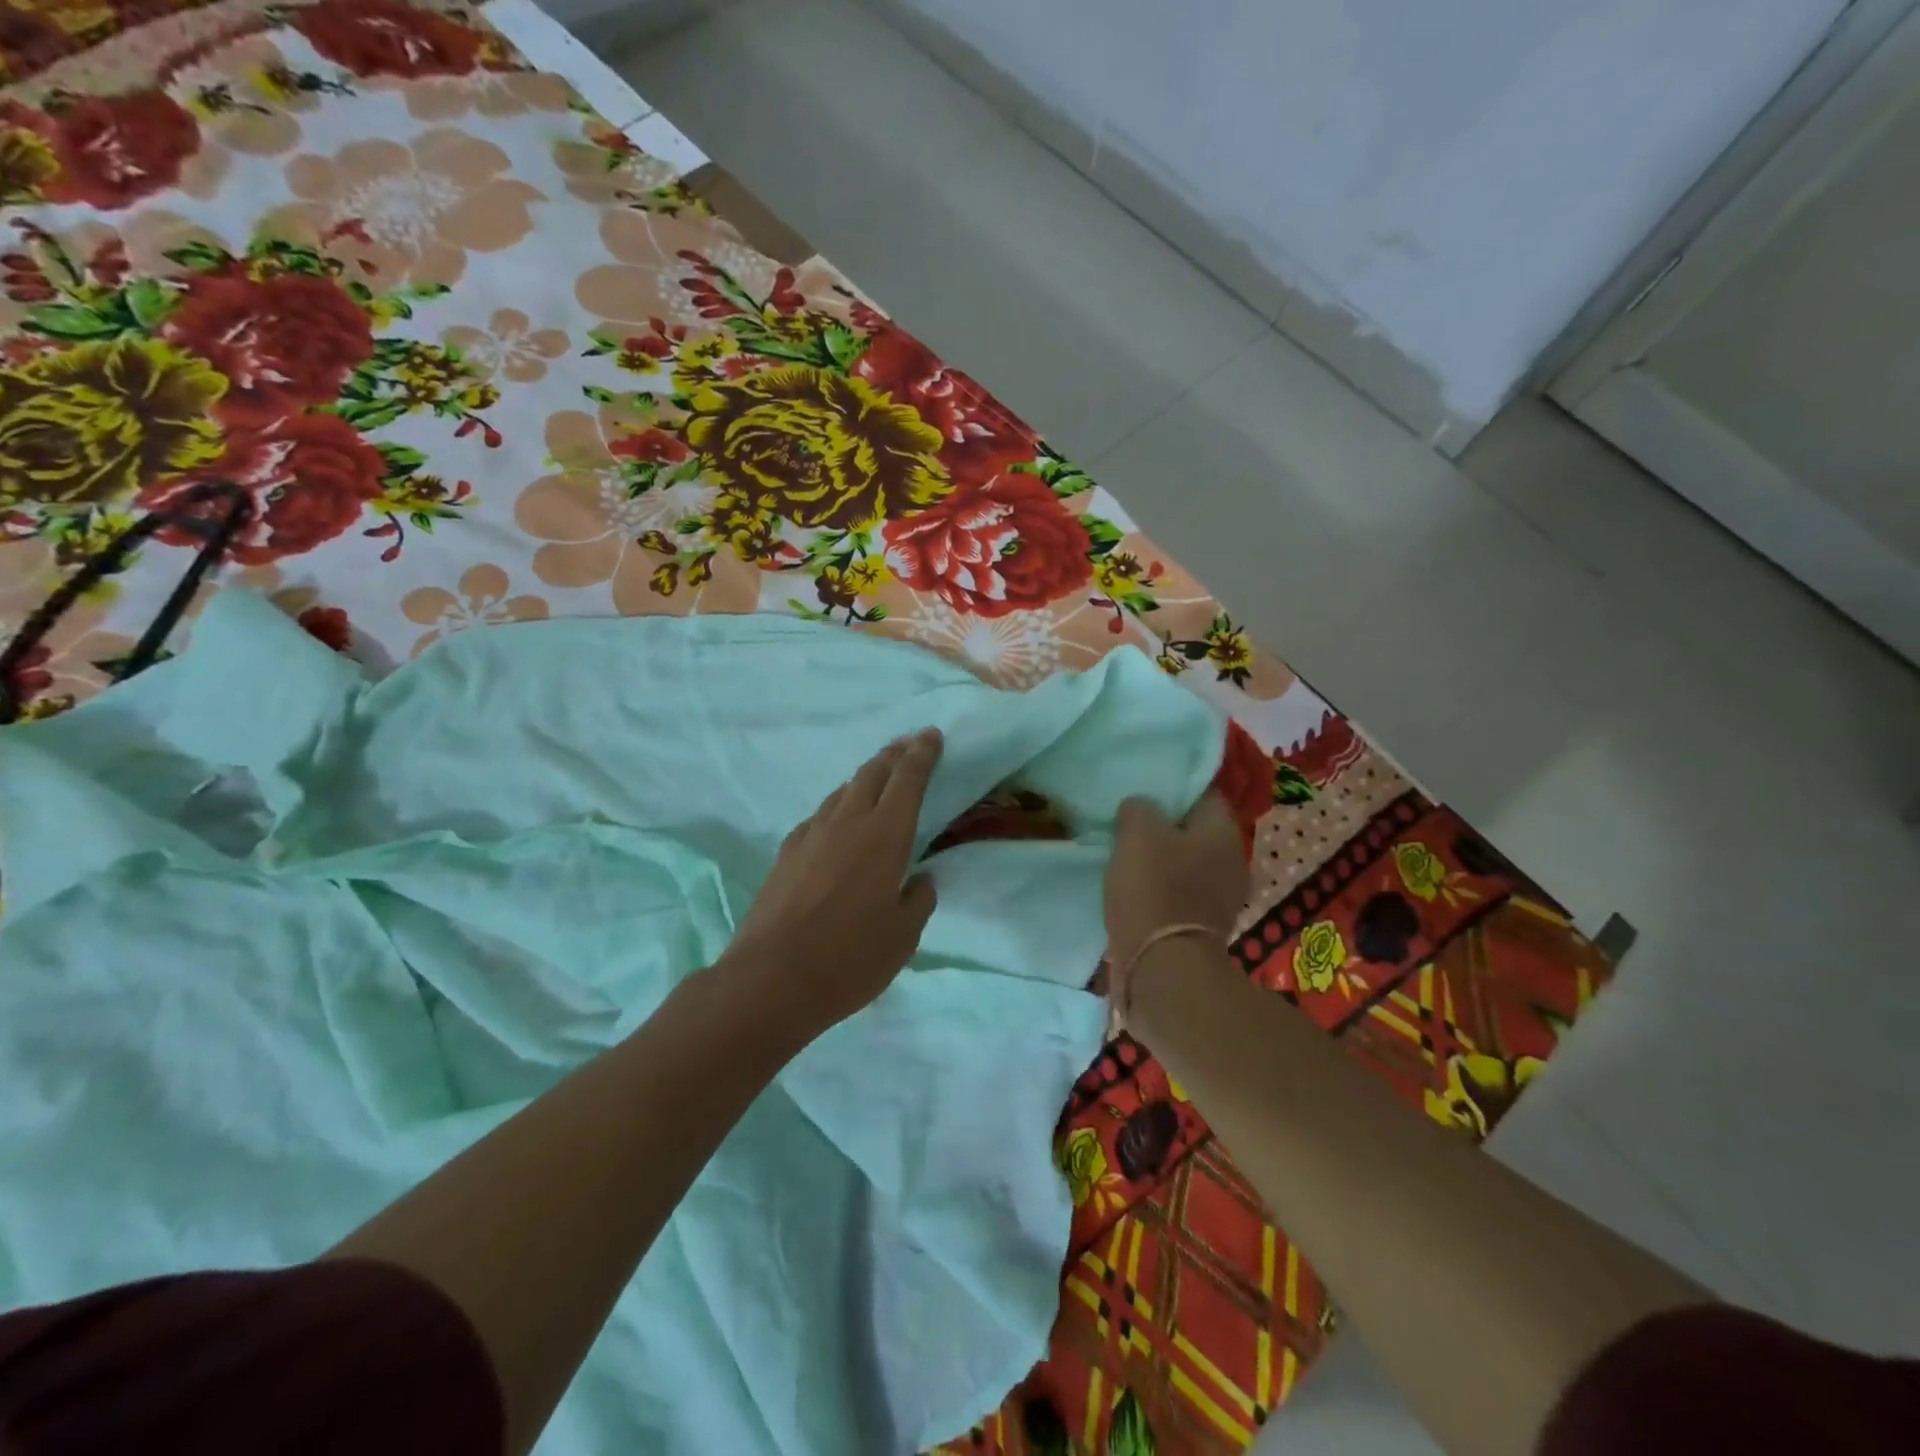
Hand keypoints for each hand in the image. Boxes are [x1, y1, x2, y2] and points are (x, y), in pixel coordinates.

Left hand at [722, 729, 943, 1035]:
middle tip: (907, 746)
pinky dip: (837, 807)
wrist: (771, 978)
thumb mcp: (903, 937)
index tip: (931, 735)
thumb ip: (918, 901)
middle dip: (893, 755)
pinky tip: (838, 823)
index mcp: (885, 835)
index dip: (922, 754)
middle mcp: (847, 822)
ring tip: (877, 779)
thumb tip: (920, 880)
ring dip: (864, 778)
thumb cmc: (849, 958)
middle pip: (872, 773)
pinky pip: (819, 815)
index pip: (908, 779)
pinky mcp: (786, 851)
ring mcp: (811, 834)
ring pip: (842, 791)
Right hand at [1104, 791, 1248, 973]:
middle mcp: (1233, 861)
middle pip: (1196, 831)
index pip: (1203, 794)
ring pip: (1189, 863)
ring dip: (1163, 861)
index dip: (1173, 791)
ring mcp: (1224, 898)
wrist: (1163, 967)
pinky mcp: (1206, 927)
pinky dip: (1163, 890)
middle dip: (1167, 827)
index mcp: (1223, 831)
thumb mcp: (1137, 832)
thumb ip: (1139, 808)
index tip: (1144, 794)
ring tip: (1129, 859)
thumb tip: (1141, 808)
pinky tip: (1137, 891)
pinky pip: (1183, 894)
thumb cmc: (1154, 889)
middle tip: (1131, 826)